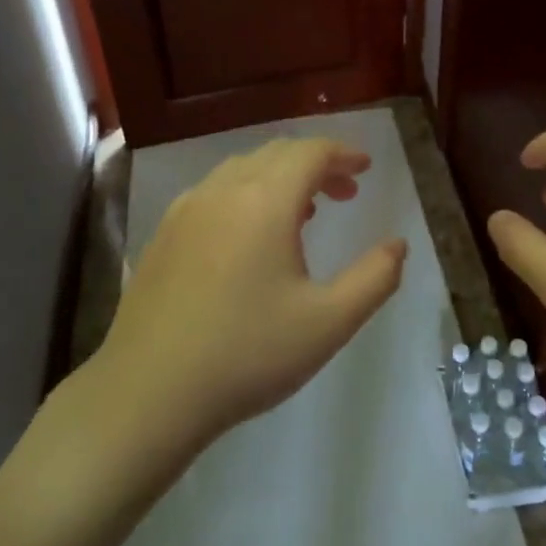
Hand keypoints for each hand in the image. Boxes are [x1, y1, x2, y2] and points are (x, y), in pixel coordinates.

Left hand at [97, 138, 407, 444]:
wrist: (148, 392)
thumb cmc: (247, 354)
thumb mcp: (328, 323)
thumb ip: (374, 278)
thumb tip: (398, 245)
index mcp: (265, 201)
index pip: (310, 152)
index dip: (343, 153)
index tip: (366, 167)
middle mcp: (223, 191)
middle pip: (276, 154)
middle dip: (316, 164)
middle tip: (346, 191)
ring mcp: (186, 210)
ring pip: (242, 170)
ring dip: (280, 178)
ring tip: (305, 212)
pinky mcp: (164, 234)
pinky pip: (215, 193)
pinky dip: (246, 194)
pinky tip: (250, 237)